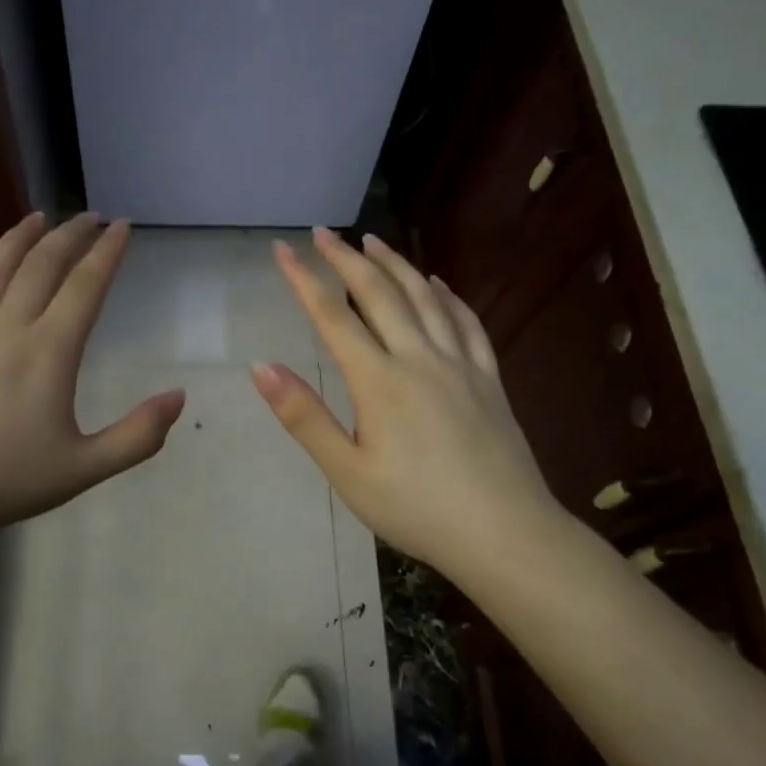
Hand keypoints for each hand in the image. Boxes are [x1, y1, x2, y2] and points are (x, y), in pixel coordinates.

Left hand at [0, 212, 184, 553]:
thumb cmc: (4, 482)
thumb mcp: (84, 469)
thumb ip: (138, 436)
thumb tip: (179, 397)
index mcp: (48, 351)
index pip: (85, 286)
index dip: (107, 252)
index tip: (122, 226)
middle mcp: (7, 328)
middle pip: (42, 264)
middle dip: (70, 234)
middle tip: (89, 216)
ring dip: (20, 238)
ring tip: (37, 218)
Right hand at [252, 228, 559, 585]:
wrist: (504, 533)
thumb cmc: (416, 508)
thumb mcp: (347, 471)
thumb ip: (304, 416)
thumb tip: (261, 367)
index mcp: (379, 380)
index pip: (332, 317)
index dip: (303, 280)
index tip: (283, 249)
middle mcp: (419, 358)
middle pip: (379, 294)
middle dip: (347, 259)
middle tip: (325, 232)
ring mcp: (460, 364)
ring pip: (425, 298)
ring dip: (396, 265)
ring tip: (375, 242)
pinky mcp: (489, 379)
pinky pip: (467, 322)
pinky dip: (448, 296)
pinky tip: (438, 284)